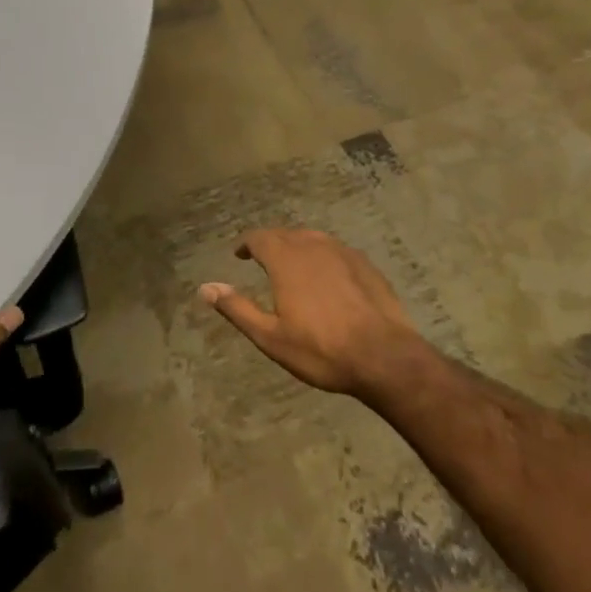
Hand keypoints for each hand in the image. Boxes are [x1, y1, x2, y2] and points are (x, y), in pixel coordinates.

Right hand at [200, 229, 429, 402]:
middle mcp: (312, 246)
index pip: (259, 237)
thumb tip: (204, 287)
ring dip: (297, 246)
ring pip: (312, 238)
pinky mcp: (365, 264)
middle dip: (270, 243)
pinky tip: (327, 276)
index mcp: (285, 260)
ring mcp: (342, 252)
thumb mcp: (270, 337)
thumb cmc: (321, 350)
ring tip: (293, 265)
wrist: (386, 357)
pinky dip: (323, 256)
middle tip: (263, 260)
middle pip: (285, 234)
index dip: (246, 243)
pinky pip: (335, 250)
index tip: (240, 254)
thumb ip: (237, 308)